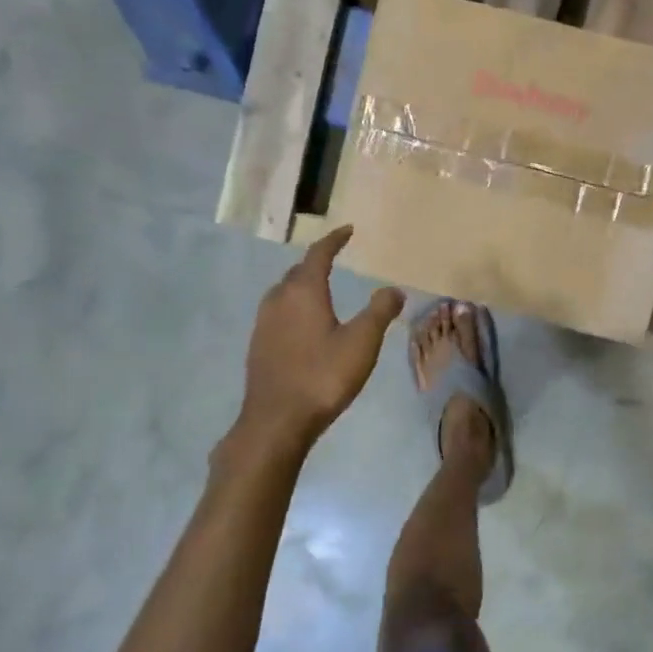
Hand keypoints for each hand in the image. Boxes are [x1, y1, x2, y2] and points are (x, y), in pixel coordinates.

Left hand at [240, 226, 404, 446]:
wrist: (276, 421)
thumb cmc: (322, 376)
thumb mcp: (361, 342)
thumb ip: (380, 311)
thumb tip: (394, 289)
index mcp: (303, 292)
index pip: (318, 254)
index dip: (334, 240)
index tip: (348, 230)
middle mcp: (279, 300)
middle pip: (297, 271)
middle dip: (316, 261)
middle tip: (335, 257)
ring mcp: (264, 323)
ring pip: (284, 292)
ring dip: (302, 283)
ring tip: (320, 287)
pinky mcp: (258, 345)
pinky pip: (278, 312)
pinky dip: (294, 306)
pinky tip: (304, 323)